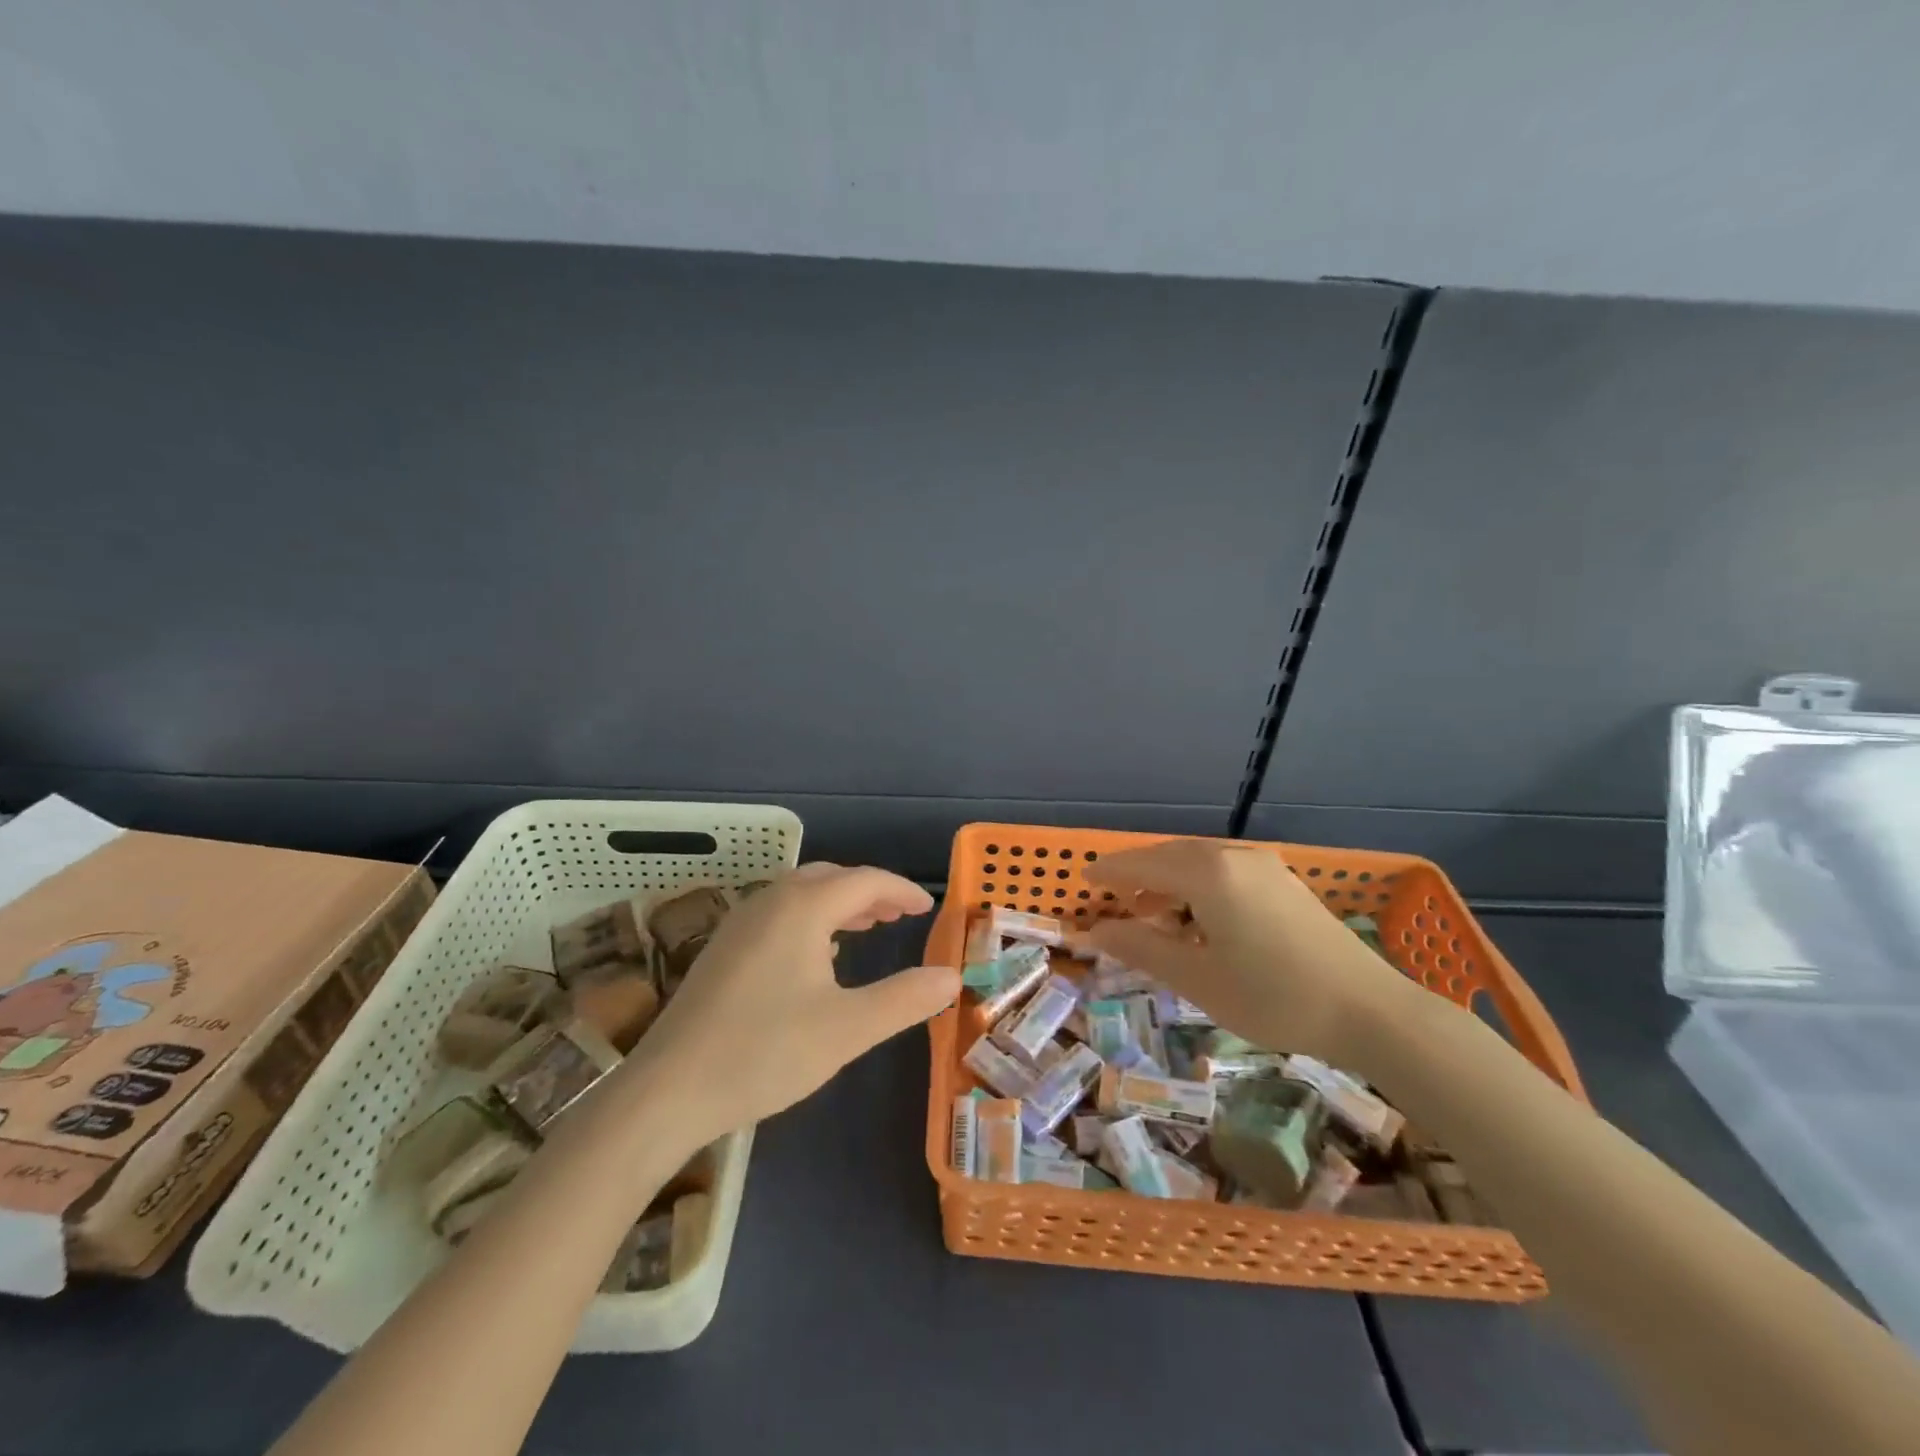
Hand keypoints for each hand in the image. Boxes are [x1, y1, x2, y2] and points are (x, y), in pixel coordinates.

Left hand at [622, 864, 957, 1144]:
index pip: (865, 880)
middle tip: (899, 915)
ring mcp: (739, 923)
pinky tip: (817, 955)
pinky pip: (779, 913)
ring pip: (801, 894)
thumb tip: (952, 977)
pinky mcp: (722, 948)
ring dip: (838, 903)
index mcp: (803, 907)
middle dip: (870, 891)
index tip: (928, 907)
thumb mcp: (848, 1029)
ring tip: (867, 927)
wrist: (667, 1091)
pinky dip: (810, 918)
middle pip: (830, 878)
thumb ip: (905, 999)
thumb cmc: (765, 1052)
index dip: (901, 890)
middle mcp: (770, 901)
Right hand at [1084, 840, 1416, 1065]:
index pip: (1142, 865)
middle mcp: (1233, 856)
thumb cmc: (1273, 997)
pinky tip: (1199, 918)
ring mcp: (1264, 865)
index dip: (1109, 873)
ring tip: (1153, 915)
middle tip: (1113, 902)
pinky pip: (1224, 870)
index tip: (1083, 882)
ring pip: (1198, 861)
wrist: (1370, 1011)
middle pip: (1169, 856)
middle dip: (1137, 876)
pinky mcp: (1284, 881)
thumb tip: (1095, 931)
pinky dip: (1198, 885)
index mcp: (1207, 874)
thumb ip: (1141, 948)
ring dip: (1169, 881)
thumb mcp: (1197, 978)